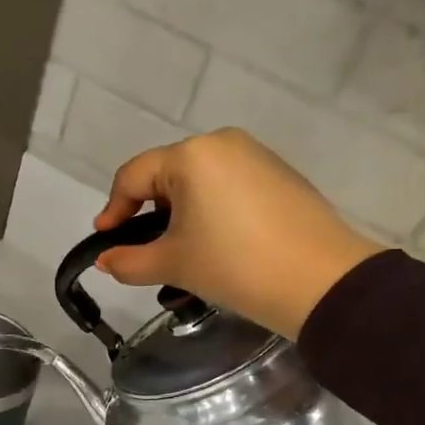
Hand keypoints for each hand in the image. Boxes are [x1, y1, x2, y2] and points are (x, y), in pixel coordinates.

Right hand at [94, 128, 386, 338]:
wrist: (320, 281)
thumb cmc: (235, 266)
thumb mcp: (175, 265)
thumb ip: (130, 261)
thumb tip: (105, 261)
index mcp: (191, 156)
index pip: (133, 177)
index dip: (113, 210)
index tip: (104, 242)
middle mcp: (222, 143)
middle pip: (167, 176)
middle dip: (149, 214)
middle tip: (144, 252)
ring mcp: (256, 156)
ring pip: (199, 183)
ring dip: (181, 216)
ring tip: (182, 254)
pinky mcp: (280, 175)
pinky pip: (229, 188)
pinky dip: (211, 213)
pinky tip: (218, 245)